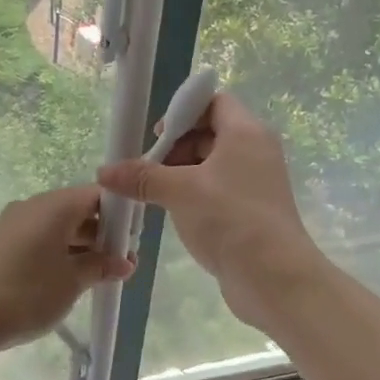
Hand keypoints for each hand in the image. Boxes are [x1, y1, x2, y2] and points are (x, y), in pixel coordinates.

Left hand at [0, 185, 133, 360]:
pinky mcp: (2, 244)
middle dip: (103, 234)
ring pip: (59, 227)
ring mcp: (14, 224)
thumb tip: (124, 262)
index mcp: (54, 206)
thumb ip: (101, 266)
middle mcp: (34, 206)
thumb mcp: (72, 282)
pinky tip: (71, 279)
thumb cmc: (25, 295)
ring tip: (101, 276)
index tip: (134, 240)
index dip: (120, 214)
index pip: (98, 195)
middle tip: (122, 263)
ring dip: (82, 247)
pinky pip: (41, 240)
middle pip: (78, 209)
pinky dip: (60, 253)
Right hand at [98, 92, 323, 330]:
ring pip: (213, 166)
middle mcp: (256, 151)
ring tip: (154, 196)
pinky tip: (176, 215)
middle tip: (149, 171)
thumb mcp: (180, 192)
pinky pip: (219, 191)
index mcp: (246, 132)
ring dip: (182, 175)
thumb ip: (142, 178)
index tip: (157, 137)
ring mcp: (257, 183)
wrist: (274, 277)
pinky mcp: (252, 212)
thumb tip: (104, 172)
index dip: (182, 112)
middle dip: (176, 148)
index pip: (214, 102)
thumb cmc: (229, 220)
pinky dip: (196, 196)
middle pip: (211, 133)